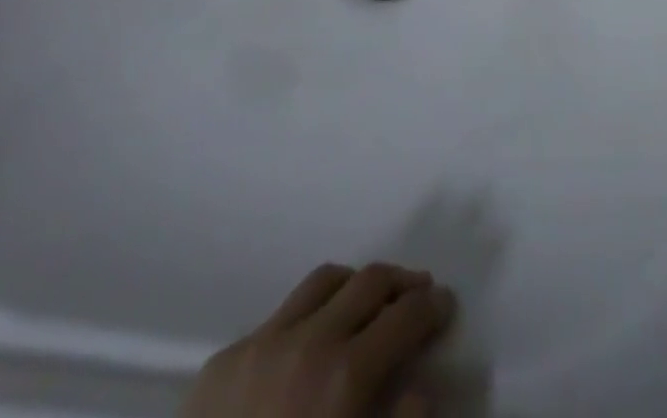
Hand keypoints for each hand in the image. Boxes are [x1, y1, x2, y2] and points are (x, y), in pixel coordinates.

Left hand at [180, 263, 454, 417]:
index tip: (444, 305)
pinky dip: (306, 317)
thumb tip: (423, 385)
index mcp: (344, 378)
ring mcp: (261, 343)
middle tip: (417, 294)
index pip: (406, 316)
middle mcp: (308, 342)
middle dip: (402, 282)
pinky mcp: (222, 360)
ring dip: (355, 285)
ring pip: (325, 281)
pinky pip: (277, 316)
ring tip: (366, 303)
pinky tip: (305, 346)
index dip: (432, 306)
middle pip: (371, 281)